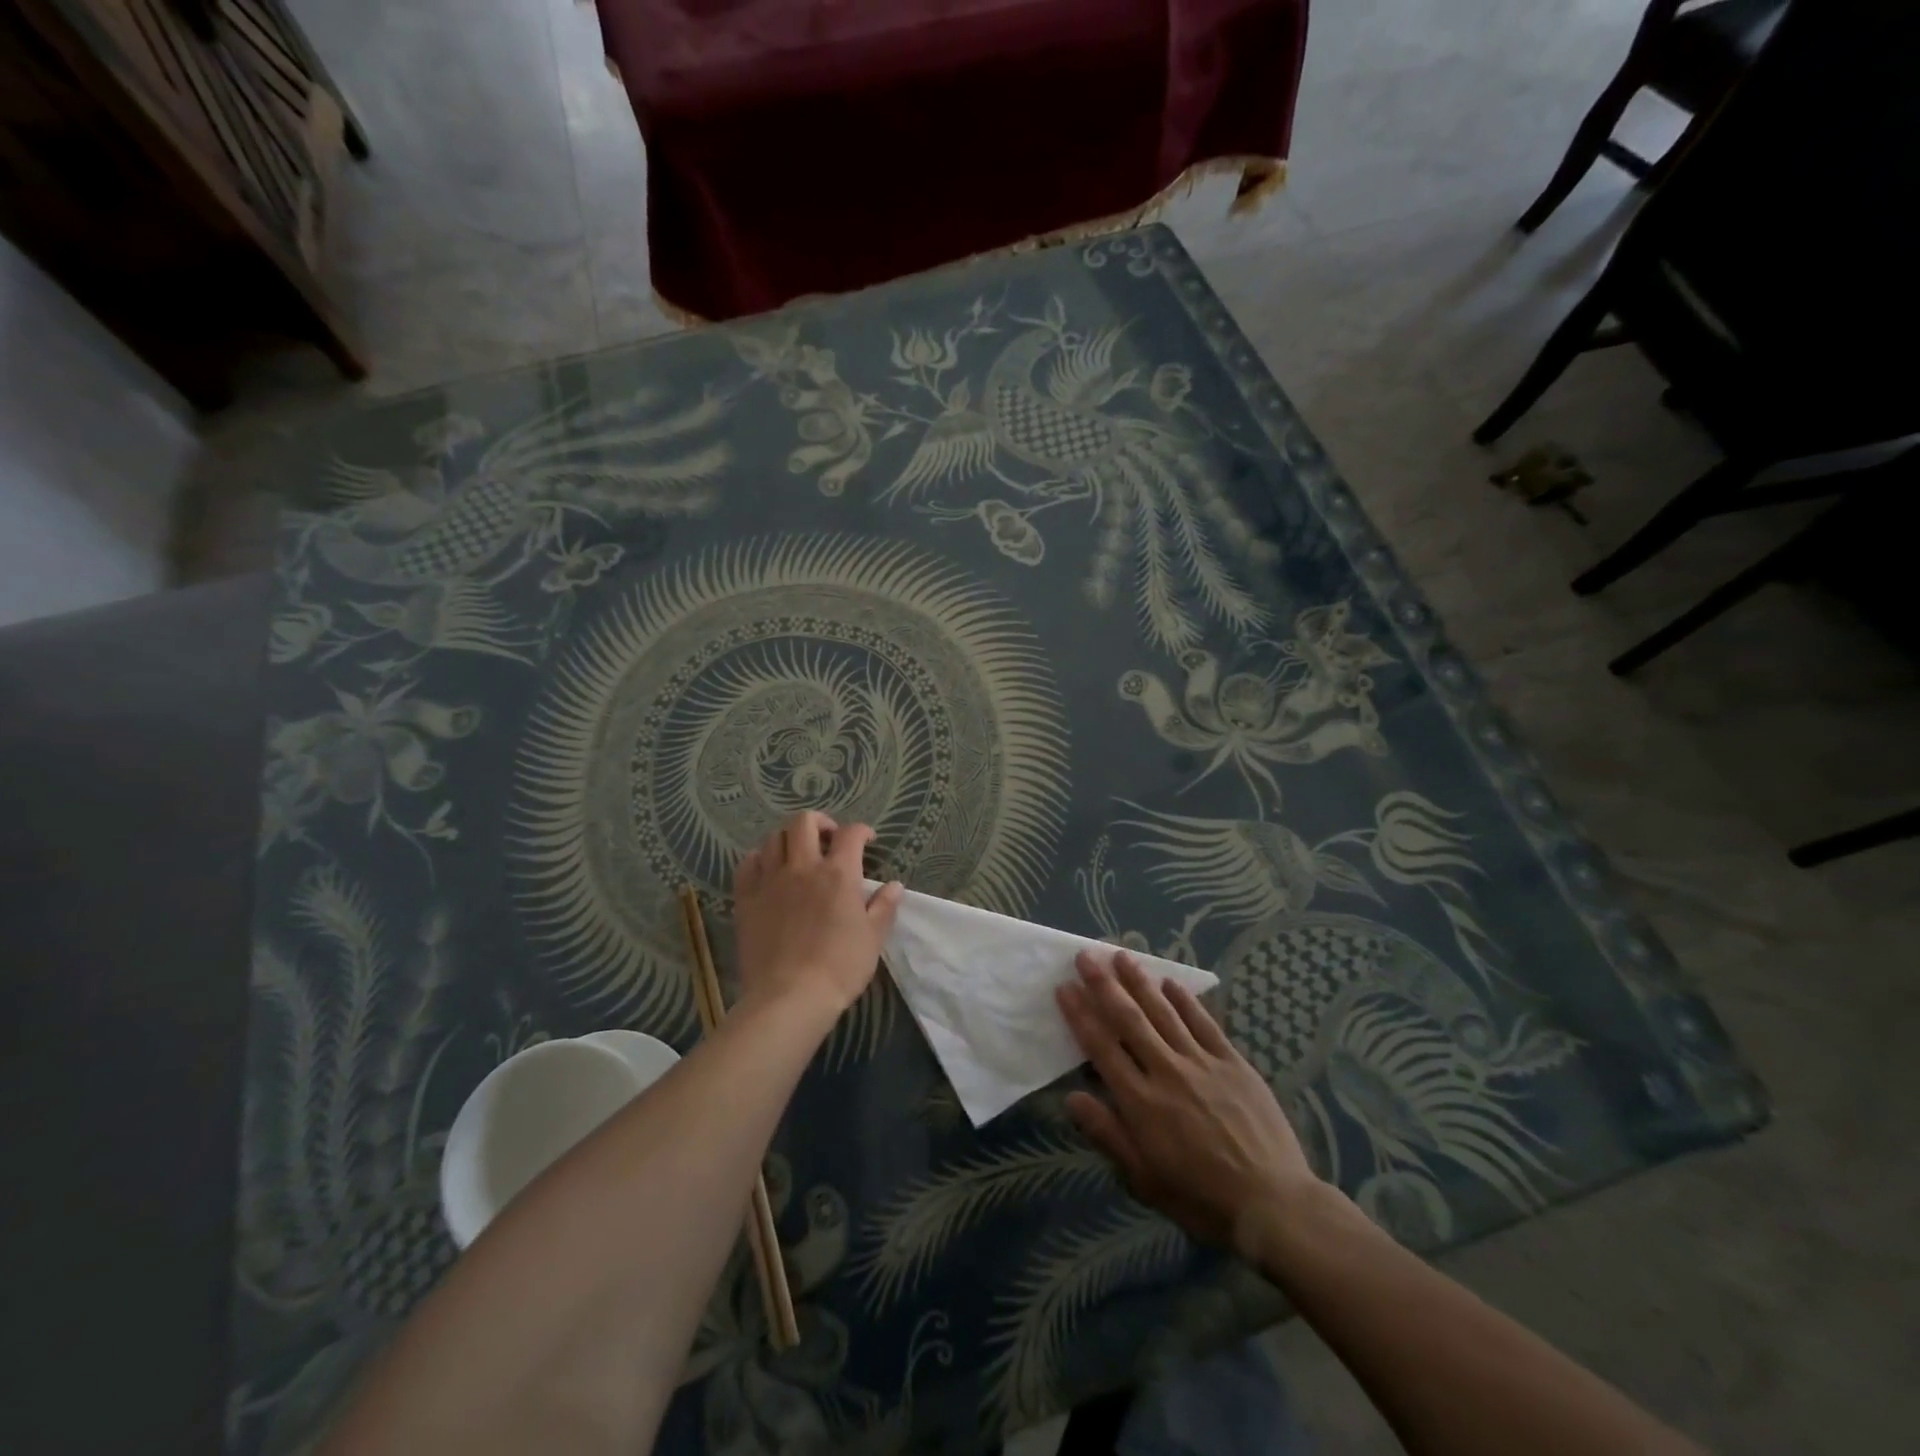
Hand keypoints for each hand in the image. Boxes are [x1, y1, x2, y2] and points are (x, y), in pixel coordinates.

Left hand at [732, 811, 903, 1020]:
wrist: (790, 997)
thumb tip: (895, 886)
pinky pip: (747, 864)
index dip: (861, 831)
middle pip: (804, 822)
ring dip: (789, 839)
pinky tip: (767, 870)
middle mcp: (802, 867)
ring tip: (797, 854)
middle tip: (828, 838)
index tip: (867, 841)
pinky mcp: (746, 899)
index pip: (850, 834)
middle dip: (819, 822)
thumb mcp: (873, 938)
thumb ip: (884, 907)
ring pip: (773, 839)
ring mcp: (770, 881)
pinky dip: (758, 859)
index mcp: (838, 874)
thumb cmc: (840, 967)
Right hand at [1057, 949, 1320, 1259]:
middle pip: (1129, 1019)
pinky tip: (1171, 982)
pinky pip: (1205, 1023)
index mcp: (1141, 1102)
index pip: (1102, 1048)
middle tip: (1086, 956)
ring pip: (1164, 1012)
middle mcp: (1167, 1072)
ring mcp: (1202, 1063)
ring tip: (1121, 955)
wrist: (1273, 1205)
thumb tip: (1072, 1097)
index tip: (1064, 987)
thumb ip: (1108, 1134)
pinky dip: (1186, 1000)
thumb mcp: (1145, 1179)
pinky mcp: (1233, 1063)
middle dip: (1104, 985)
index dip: (1080, 1015)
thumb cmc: (1201, 1199)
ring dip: (1140, 981)